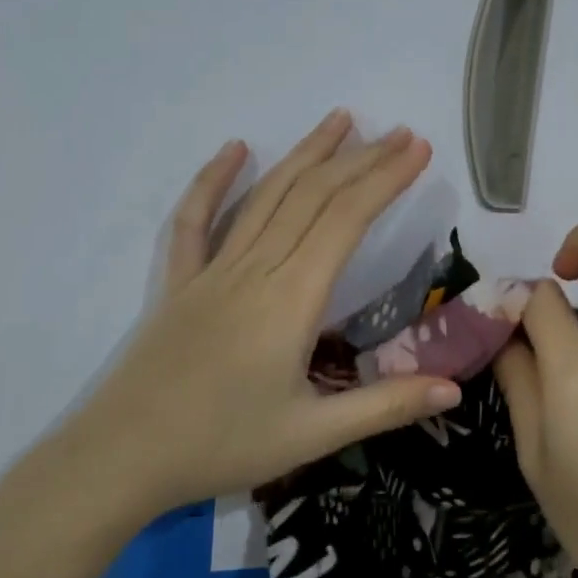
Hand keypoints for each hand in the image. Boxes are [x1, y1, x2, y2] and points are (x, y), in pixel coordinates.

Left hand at [50, 111, 461, 526]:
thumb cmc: (221, 446)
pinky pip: (195, 219)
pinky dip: (214, 179)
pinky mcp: (179, 281)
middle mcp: (255, 268)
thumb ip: (386, 406)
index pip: (347, 219)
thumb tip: (455, 389)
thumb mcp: (314, 436)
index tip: (417, 150)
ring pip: (266, 195)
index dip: (385, 179)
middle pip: (313, 196)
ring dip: (305, 153)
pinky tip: (235, 147)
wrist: (122, 458)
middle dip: (361, 159)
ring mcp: (212, 269)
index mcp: (292, 298)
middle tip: (399, 132)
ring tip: (340, 119)